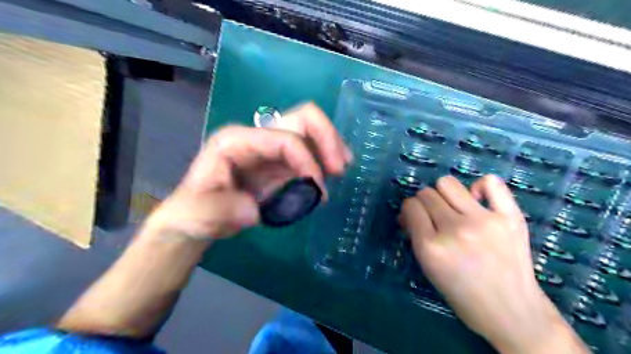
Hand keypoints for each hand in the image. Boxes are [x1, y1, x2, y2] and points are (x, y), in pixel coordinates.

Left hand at [143, 102, 350, 241]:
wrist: (198, 219)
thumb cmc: (194, 212)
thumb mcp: (197, 214)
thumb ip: (220, 210)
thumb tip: (254, 209)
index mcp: (238, 140)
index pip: (283, 138)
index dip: (306, 159)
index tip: (317, 188)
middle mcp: (259, 136)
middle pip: (303, 118)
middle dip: (327, 138)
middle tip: (340, 167)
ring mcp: (272, 149)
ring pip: (311, 131)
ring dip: (331, 146)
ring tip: (341, 169)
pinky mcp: (282, 164)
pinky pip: (311, 151)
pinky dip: (325, 159)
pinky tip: (333, 174)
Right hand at [402, 175, 588, 353]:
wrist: (510, 311)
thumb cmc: (461, 292)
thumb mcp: (428, 267)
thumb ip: (415, 235)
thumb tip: (408, 213)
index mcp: (431, 247)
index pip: (411, 206)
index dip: (410, 210)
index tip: (415, 217)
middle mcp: (455, 230)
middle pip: (427, 193)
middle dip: (424, 202)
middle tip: (434, 216)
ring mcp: (484, 221)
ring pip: (448, 183)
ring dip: (444, 193)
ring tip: (453, 207)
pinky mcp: (510, 217)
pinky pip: (490, 182)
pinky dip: (480, 186)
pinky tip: (478, 200)